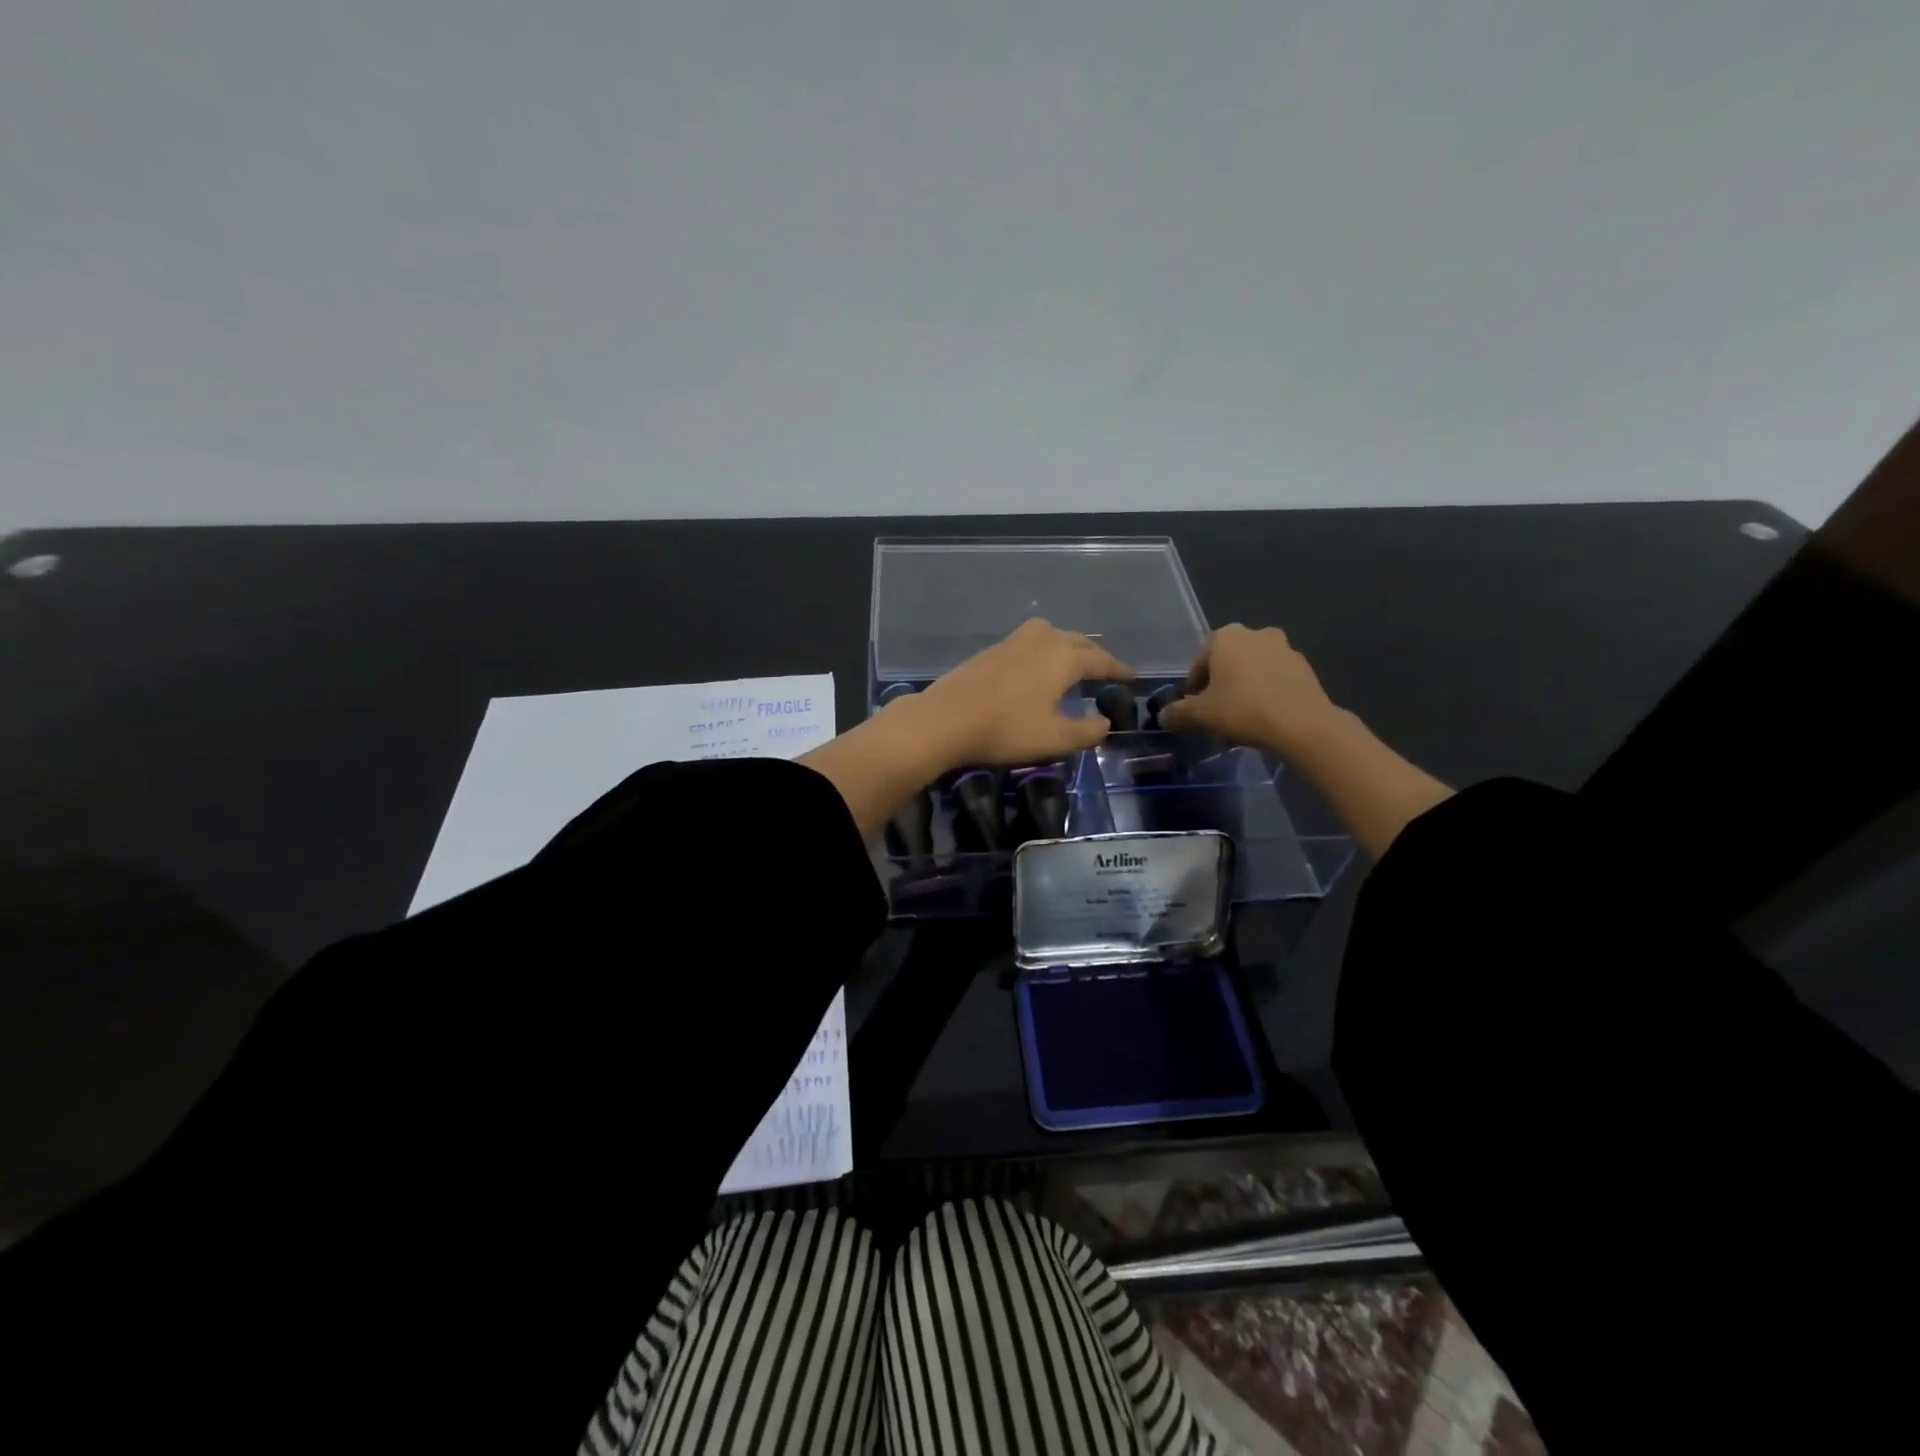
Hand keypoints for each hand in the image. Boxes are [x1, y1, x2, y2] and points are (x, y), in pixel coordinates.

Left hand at [909, 618, 1132, 769]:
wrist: (946, 718)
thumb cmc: (1007, 728)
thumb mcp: (1055, 738)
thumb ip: (1086, 731)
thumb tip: (1104, 723)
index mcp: (1064, 656)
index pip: (1100, 660)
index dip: (1117, 670)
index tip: (1131, 677)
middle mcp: (1042, 639)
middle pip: (1077, 641)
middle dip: (1094, 655)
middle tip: (1106, 670)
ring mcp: (1014, 641)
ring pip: (1052, 637)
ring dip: (1068, 648)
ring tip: (1074, 666)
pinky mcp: (992, 650)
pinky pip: (1030, 644)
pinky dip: (1044, 653)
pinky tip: (1038, 671)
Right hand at [1158, 624, 1344, 755]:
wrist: (1302, 724)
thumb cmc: (1242, 709)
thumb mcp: (1200, 715)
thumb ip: (1177, 713)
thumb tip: (1163, 716)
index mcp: (1226, 637)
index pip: (1199, 661)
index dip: (1192, 687)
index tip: (1193, 708)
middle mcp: (1256, 633)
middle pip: (1227, 661)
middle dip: (1219, 683)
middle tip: (1215, 710)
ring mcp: (1285, 648)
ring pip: (1253, 668)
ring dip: (1244, 686)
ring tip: (1241, 715)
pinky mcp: (1306, 668)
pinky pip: (1276, 678)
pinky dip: (1266, 691)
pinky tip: (1264, 716)